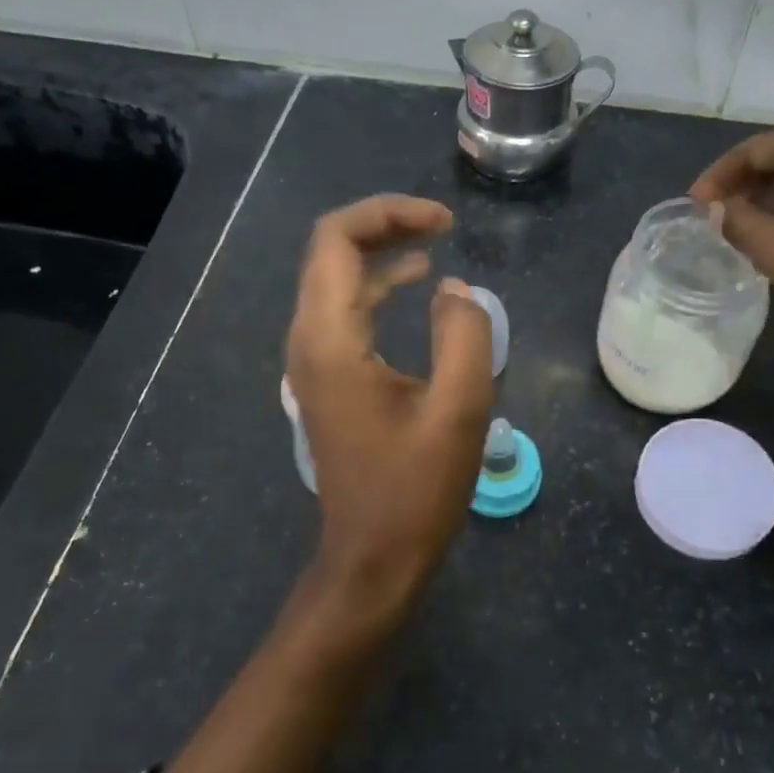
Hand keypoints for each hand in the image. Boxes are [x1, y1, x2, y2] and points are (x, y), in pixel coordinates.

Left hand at [284, 195, 493, 637]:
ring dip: (381, 252)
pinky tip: (416, 286)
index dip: (389, 214)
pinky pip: (344, 310)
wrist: (372, 558)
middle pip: (331, 251)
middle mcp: (308, 340)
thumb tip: (455, 289)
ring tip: (435, 243)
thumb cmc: (415, 491)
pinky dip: (377, 286)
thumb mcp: (459, 411)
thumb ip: (465, 336)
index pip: (338, 240)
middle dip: (385, 225)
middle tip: (442, 225)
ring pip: (335, 278)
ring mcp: (312, 360)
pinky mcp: (326, 377)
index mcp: (331, 340)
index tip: (446, 222)